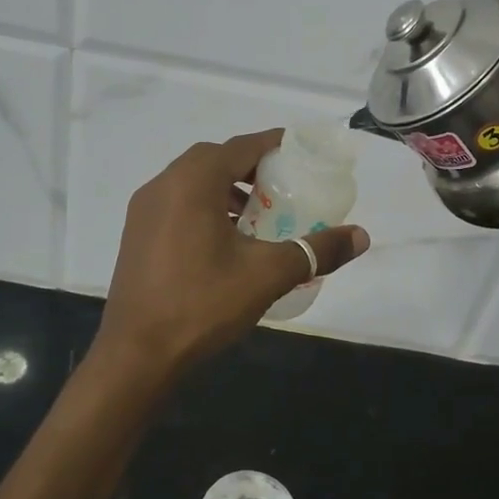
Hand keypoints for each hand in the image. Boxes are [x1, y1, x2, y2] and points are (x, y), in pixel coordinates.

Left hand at [97, 130, 369, 372]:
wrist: (136, 353)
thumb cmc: (202, 304)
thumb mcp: (267, 275)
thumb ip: (315, 250)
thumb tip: (361, 236)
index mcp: (193, 182)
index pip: (241, 146)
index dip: (274, 145)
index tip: (301, 153)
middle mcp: (164, 185)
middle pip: (214, 159)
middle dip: (249, 167)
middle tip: (281, 187)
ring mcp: (143, 210)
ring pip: (192, 182)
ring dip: (225, 188)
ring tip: (256, 216)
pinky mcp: (136, 234)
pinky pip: (176, 203)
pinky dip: (204, 207)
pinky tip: (224, 241)